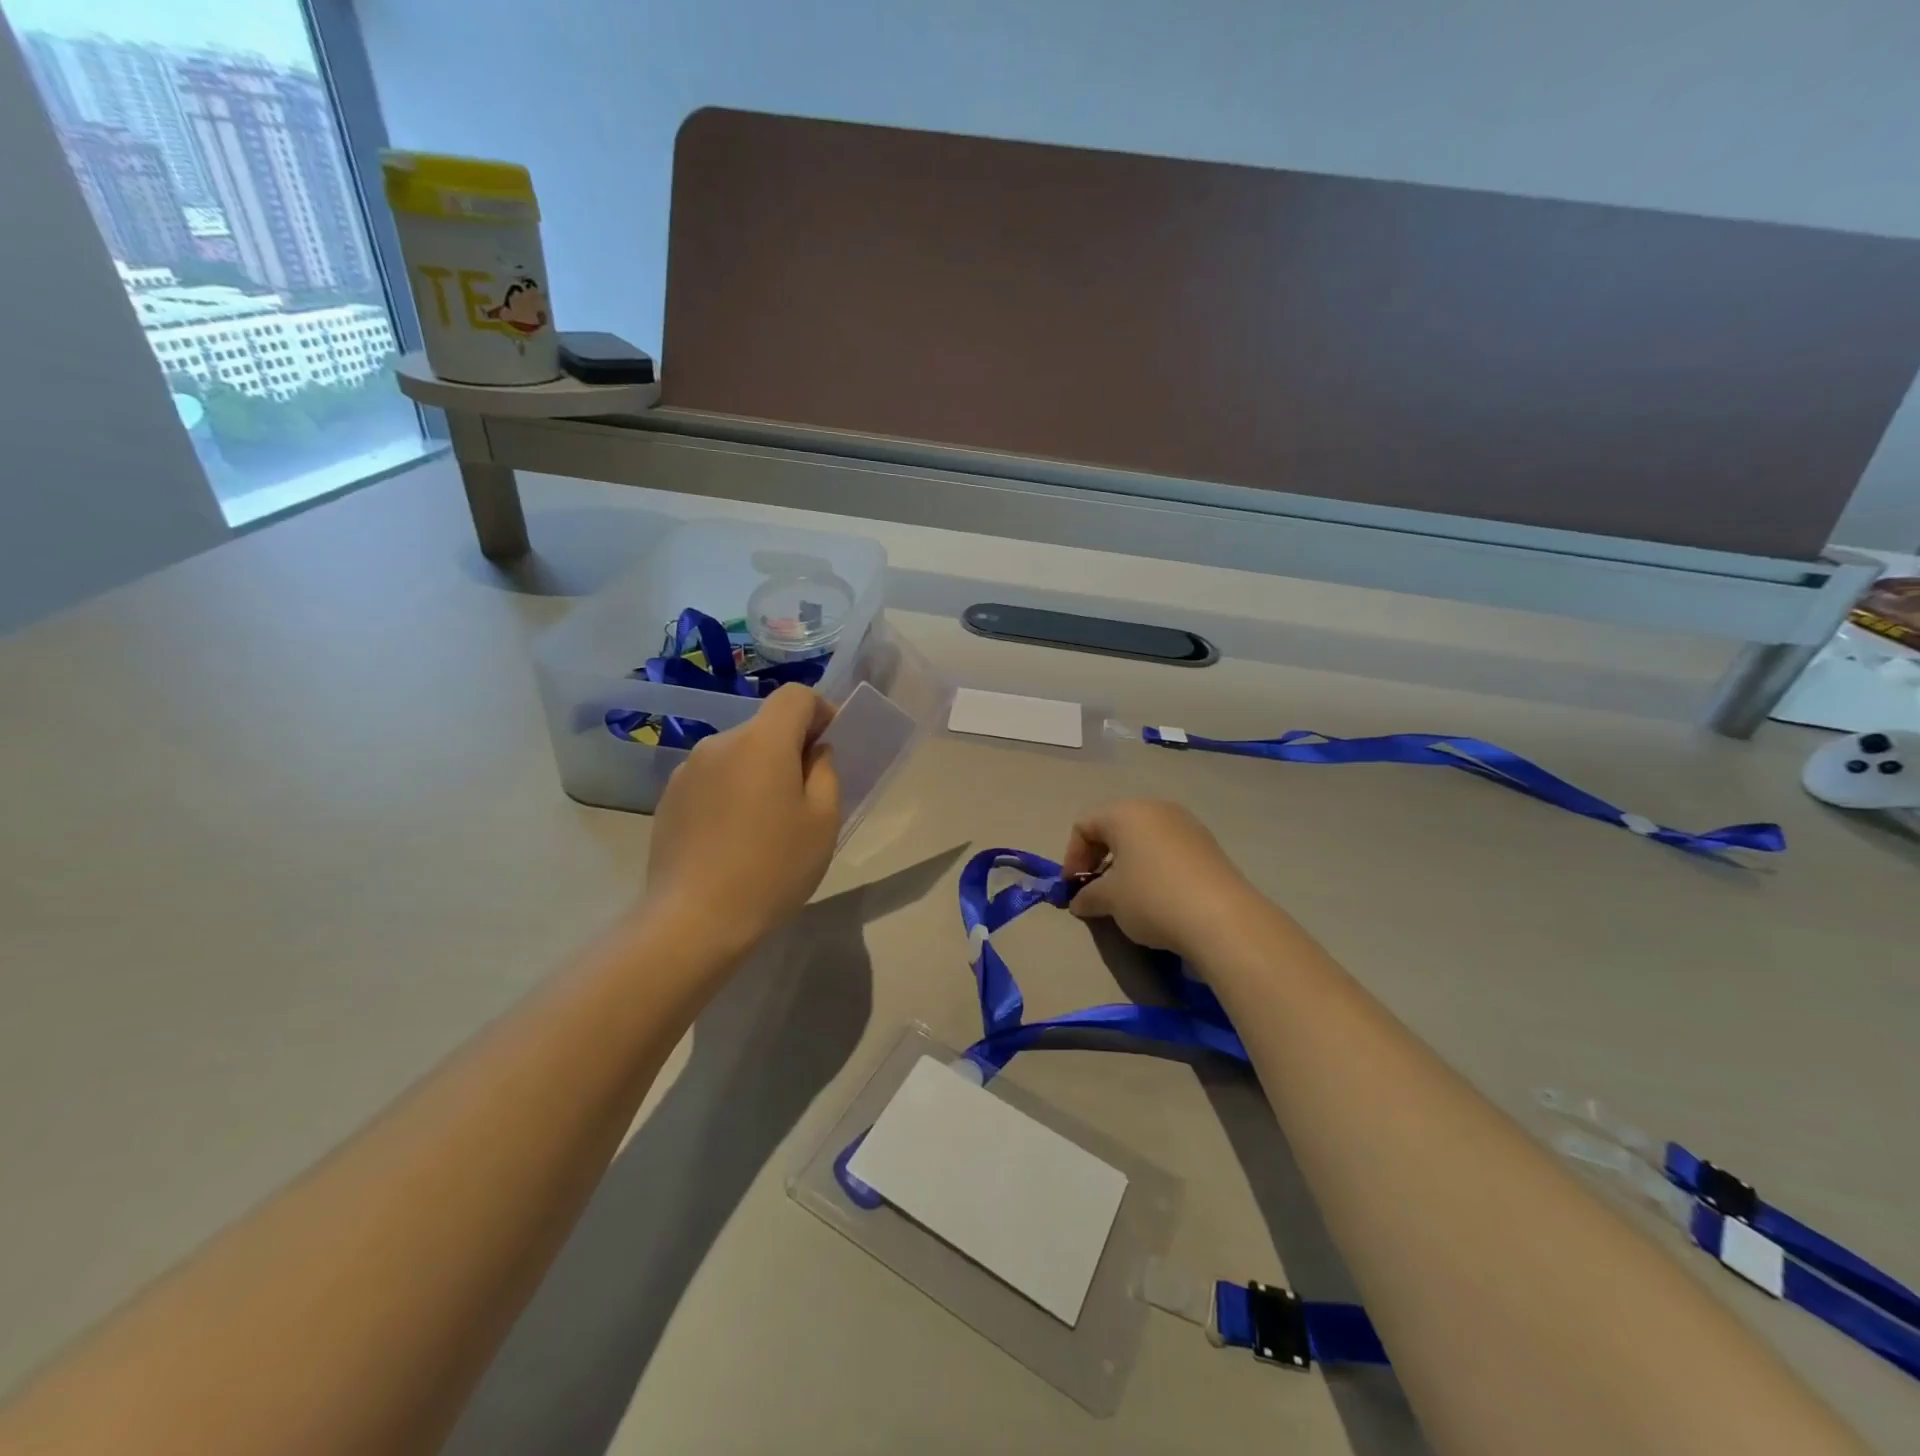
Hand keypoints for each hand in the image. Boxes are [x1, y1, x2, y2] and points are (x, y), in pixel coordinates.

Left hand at [644, 684, 840, 956]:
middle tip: (805, 796)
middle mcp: (720, 743)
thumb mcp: (823, 821)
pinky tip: (733, 837)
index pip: (795, 695)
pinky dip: (731, 791)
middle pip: (765, 726)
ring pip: (738, 754)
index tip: (830, 747)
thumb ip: (826, 772)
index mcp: (762, 742)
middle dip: (791, 748)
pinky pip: (713, 778)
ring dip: (759, 771)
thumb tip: (814, 751)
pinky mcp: (669, 798)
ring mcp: (688, 770)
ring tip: (767, 823)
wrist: (694, 920)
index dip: (820, 711)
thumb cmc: (772, 869)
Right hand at [1062, 799, 1260, 960]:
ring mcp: (1187, 826)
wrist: (1223, 919)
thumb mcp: (1110, 899)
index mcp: (1126, 812)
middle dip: (1099, 858)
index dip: (1072, 856)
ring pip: (1144, 839)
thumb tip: (1079, 901)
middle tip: (1096, 890)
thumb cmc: (1152, 898)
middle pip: (1115, 827)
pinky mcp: (1208, 847)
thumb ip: (1088, 896)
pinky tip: (1158, 898)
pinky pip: (1168, 850)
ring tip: (1127, 897)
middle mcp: (1157, 809)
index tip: (1073, 887)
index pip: (1084, 824)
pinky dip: (1154, 868)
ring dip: (1127, 864)